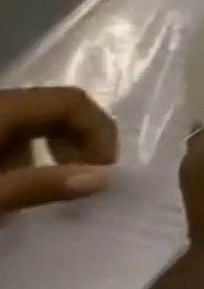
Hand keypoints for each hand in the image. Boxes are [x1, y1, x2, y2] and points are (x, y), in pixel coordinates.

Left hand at [0, 86, 116, 211]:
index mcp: (3, 110)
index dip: (98, 130)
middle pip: (50, 110)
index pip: (71, 102)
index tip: (100, 168)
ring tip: (37, 186)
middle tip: (76, 176)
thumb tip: (107, 179)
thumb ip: (39, 185)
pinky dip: (9, 155)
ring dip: (41, 151)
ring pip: (21, 124)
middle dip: (73, 141)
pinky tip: (6, 184)